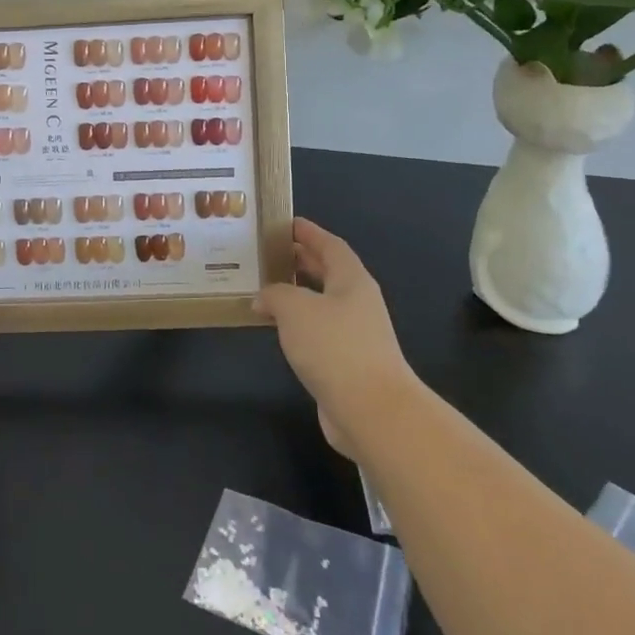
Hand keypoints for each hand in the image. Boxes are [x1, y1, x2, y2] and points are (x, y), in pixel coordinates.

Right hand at [256, 218, 420, 458]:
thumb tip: (262, 297)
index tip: (286, 223)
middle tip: (270, 253)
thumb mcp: (295, 308)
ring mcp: (356, 335)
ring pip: (322, 304)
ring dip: (297, 295)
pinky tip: (277, 329)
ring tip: (266, 289)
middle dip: (302, 261)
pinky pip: (318, 332)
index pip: (330, 246)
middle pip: (329, 273)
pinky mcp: (347, 364)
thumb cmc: (335, 346)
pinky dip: (298, 325)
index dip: (309, 232)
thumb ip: (274, 294)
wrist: (372, 411)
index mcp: (352, 280)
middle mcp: (357, 303)